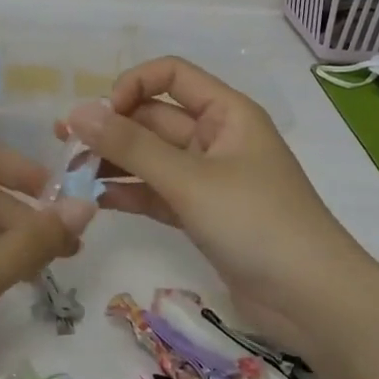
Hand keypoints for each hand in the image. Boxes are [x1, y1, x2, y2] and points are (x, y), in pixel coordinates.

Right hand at [60, 57, 363, 347]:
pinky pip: (157, 192)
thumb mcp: (190, 180)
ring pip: (152, 158)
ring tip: (71, 176)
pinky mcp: (202, 214)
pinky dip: (129, 193)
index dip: (132, 86)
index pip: (170, 75)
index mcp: (225, 112)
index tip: (102, 116)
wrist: (313, 302)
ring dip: (114, 163)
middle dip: (112, 130)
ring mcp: (209, 178)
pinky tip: (96, 201)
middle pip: (154, 118)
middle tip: (65, 148)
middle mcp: (216, 137)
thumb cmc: (257, 223)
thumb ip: (131, 146)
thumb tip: (77, 112)